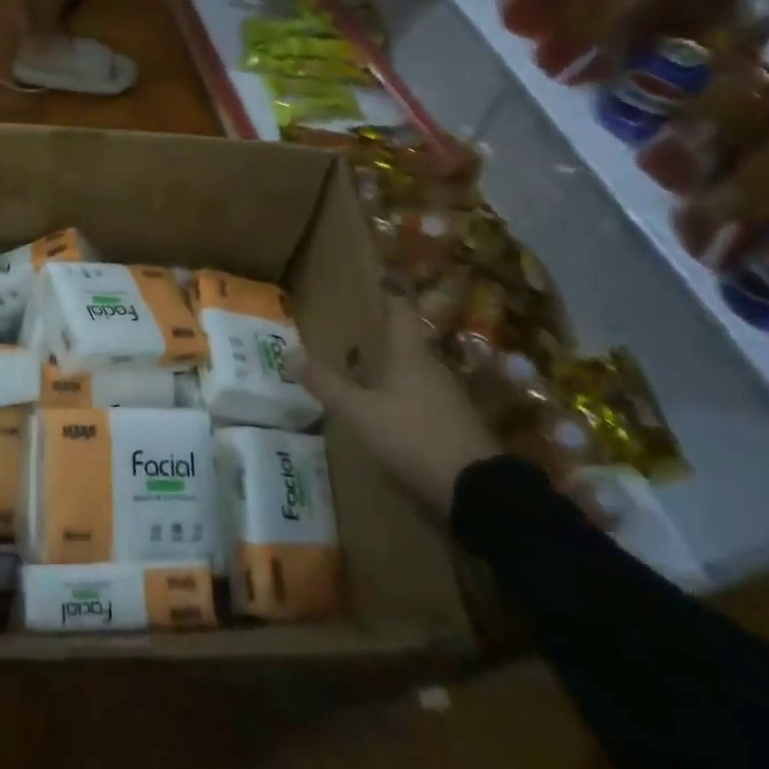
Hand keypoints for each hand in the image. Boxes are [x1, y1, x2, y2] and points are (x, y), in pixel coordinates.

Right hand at [285, 295, 498, 515]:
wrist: (480, 492)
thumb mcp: (359, 412)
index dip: (388, 291)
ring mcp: (448, 396)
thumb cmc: (413, 436)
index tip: (375, 277)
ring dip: (391, 368)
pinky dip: (403, 396)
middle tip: (351, 331)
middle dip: (381, 335)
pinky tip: (387, 411)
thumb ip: (326, 383)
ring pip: (414, 371)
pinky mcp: (456, 425)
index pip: (400, 308)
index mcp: (409, 353)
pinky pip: (423, 398)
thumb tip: (289, 352)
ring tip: (362, 371)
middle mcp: (431, 366)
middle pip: (405, 341)